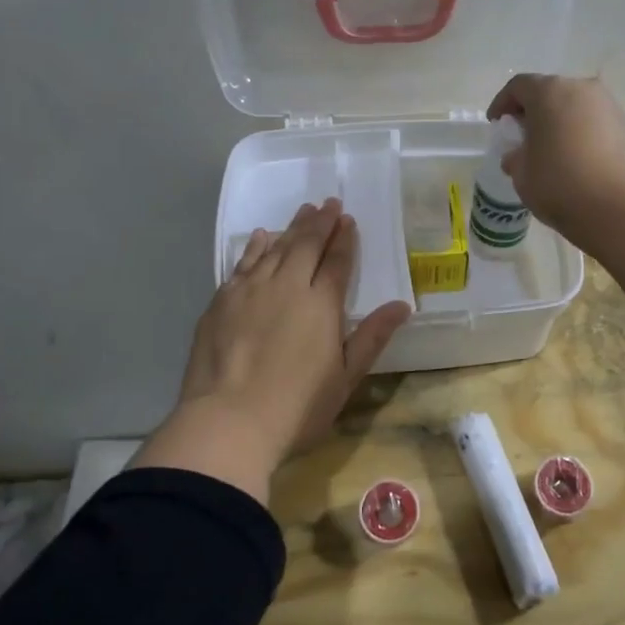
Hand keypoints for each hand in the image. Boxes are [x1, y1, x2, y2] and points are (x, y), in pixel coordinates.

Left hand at [135, 199, 409, 501]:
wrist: (228, 421)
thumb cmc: (297, 407)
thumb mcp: (345, 378)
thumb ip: (372, 337)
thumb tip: (402, 305)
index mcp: (322, 304)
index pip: (337, 262)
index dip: (344, 239)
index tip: (348, 220)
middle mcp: (288, 286)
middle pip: (306, 245)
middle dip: (320, 222)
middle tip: (329, 203)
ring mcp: (251, 290)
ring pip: (275, 248)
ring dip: (292, 228)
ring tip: (304, 211)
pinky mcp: (222, 300)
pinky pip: (244, 262)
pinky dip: (256, 246)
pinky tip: (262, 237)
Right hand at [486, 75, 624, 250]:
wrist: (619, 209)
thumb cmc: (559, 185)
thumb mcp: (522, 174)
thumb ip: (515, 157)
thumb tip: (518, 155)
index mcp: (549, 93)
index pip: (518, 86)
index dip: (503, 103)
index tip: (497, 123)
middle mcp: (582, 89)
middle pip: (550, 92)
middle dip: (534, 111)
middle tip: (524, 135)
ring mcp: (610, 107)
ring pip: (576, 107)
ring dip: (561, 122)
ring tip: (553, 149)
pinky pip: (597, 124)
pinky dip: (583, 135)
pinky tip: (579, 161)